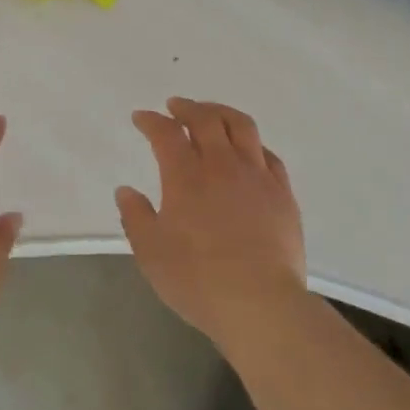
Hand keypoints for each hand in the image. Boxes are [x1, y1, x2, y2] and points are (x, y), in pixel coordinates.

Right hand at [116, 98, 306, 350]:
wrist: (259, 303)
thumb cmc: (196, 279)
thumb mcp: (150, 252)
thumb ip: (135, 216)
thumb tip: (126, 191)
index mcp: (185, 177)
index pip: (166, 133)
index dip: (151, 121)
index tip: (141, 117)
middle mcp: (222, 166)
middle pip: (206, 119)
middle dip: (187, 107)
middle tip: (175, 106)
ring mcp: (257, 176)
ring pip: (242, 127)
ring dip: (221, 112)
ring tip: (211, 113)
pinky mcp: (283, 194)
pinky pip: (268, 154)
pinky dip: (252, 143)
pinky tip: (248, 150)